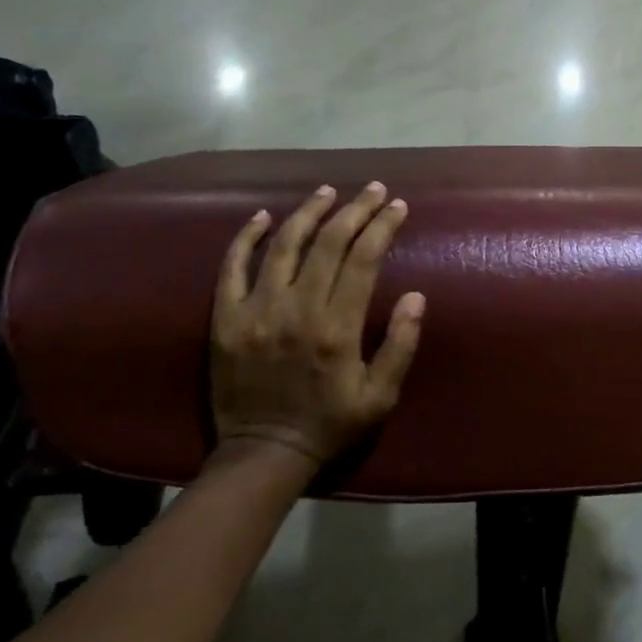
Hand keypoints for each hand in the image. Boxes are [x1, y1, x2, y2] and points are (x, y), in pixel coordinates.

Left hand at [209, 183, 425, 471]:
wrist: (264, 452)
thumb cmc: (330, 424)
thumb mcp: (381, 396)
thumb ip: (400, 345)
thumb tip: (416, 296)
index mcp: (338, 327)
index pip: (364, 259)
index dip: (382, 227)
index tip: (398, 206)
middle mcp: (297, 309)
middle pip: (329, 243)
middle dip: (355, 210)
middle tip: (373, 189)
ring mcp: (256, 311)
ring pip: (284, 245)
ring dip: (308, 212)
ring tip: (328, 192)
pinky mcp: (226, 319)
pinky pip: (232, 268)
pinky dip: (246, 238)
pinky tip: (263, 217)